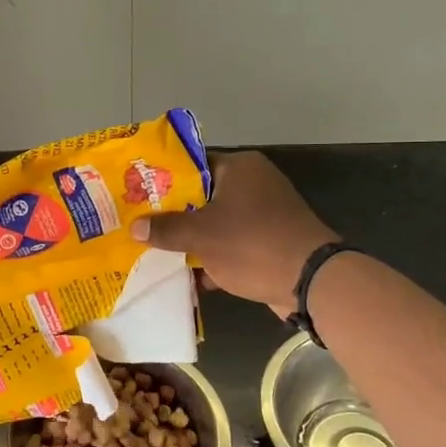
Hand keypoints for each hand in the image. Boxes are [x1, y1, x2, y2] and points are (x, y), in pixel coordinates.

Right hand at [130, 151, 336, 316]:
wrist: (311, 282)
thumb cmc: (252, 244)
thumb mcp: (201, 236)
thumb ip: (166, 229)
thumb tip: (134, 227)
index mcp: (239, 168)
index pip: (191, 164)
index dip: (161, 179)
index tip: (137, 195)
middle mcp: (253, 184)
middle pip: (201, 196)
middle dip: (172, 215)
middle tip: (141, 226)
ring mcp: (264, 214)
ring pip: (215, 223)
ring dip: (191, 240)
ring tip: (156, 252)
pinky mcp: (270, 241)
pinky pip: (232, 245)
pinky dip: (213, 258)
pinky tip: (189, 278)